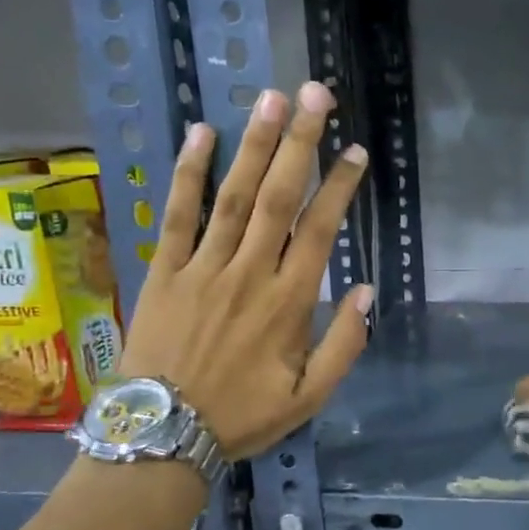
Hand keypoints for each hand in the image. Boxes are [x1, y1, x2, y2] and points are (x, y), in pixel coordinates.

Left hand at [123, 81, 371, 459]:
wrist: (162, 435)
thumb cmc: (241, 416)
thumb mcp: (309, 398)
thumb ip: (344, 345)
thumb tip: (366, 291)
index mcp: (288, 303)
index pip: (319, 231)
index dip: (339, 187)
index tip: (355, 151)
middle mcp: (249, 273)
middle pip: (279, 197)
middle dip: (300, 143)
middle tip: (316, 94)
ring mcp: (203, 268)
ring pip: (233, 196)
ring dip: (254, 145)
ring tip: (271, 99)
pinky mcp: (165, 271)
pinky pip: (177, 214)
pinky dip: (188, 173)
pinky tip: (201, 133)